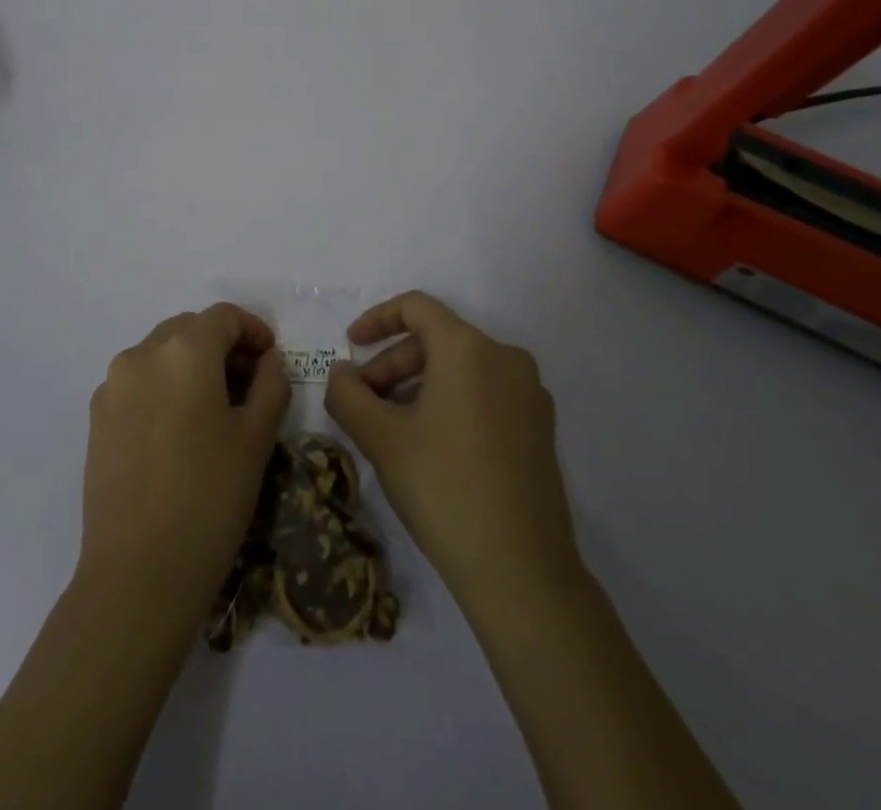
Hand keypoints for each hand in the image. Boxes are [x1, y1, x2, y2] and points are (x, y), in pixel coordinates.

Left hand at [78, 304, 290, 619]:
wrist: (138, 573)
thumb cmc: (210, 498)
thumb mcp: (256, 438)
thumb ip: (270, 384)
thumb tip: (266, 361)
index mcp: (185, 349)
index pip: (224, 316)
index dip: (253, 330)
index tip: (271, 360)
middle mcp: (142, 353)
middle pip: (190, 329)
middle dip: (222, 346)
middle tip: (248, 385)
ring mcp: (113, 385)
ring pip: (161, 353)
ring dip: (191, 365)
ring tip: (214, 410)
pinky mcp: (96, 416)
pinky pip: (138, 382)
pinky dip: (163, 387)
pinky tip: (178, 432)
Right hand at [324, 292, 583, 608]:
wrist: (522, 572)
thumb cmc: (444, 489)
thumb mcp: (381, 439)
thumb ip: (348, 395)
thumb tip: (341, 373)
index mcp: (470, 348)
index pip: (417, 307)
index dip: (377, 319)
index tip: (349, 345)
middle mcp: (506, 358)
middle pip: (438, 339)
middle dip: (393, 363)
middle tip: (363, 401)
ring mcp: (530, 394)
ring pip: (461, 368)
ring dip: (418, 384)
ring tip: (391, 426)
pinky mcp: (540, 427)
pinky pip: (485, 392)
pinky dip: (450, 401)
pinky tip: (430, 444)